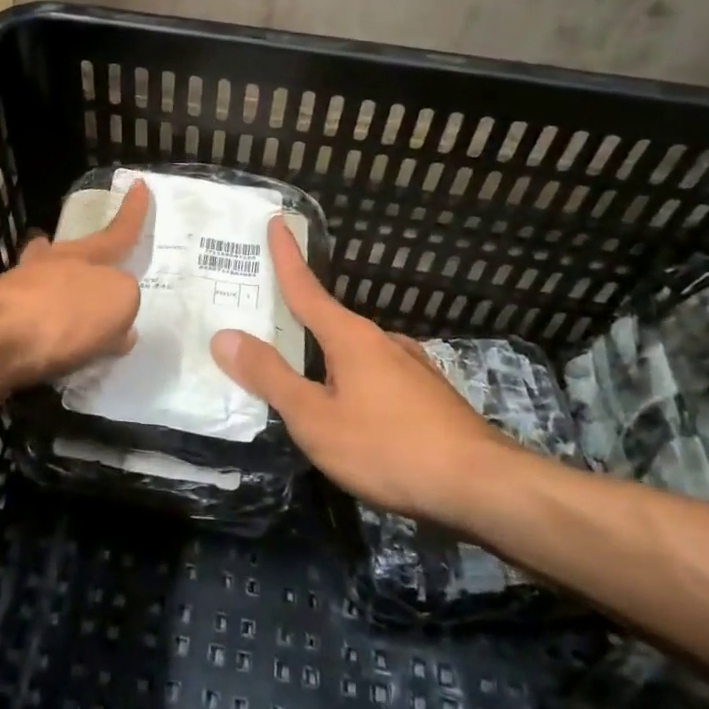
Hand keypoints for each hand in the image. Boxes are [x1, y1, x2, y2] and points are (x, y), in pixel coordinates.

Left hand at [0, 181, 147, 389]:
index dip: (132, 213)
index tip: (139, 186)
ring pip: (42, 281)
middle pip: (70, 252)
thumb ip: (123, 303)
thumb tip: (116, 324)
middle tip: (87, 256)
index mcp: (84, 257)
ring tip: (65, 306)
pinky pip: (27, 319)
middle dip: (81, 253)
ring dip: (54, 287)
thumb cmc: (63, 315)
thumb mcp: (118, 302)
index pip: (117, 233)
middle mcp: (49, 266)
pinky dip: (40, 327)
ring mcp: (16, 290)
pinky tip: (47, 349)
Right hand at [210, 216, 508, 521]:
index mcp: (351, 337)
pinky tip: (354, 414)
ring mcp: (411, 367)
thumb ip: (270, 377)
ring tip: (305, 386)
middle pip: (330, 323)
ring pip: (355, 354)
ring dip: (328, 359)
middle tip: (269, 329)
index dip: (287, 257)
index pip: (307, 289)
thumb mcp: (314, 418)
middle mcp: (382, 341)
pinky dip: (354, 383)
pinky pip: (377, 377)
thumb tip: (225, 336)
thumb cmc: (388, 447)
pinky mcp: (429, 395)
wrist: (483, 486)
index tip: (278, 222)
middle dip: (300, 322)